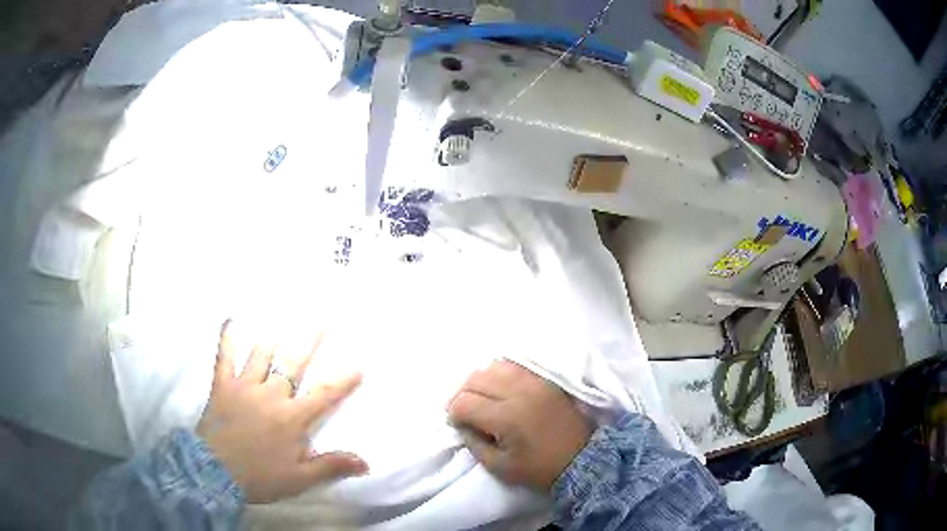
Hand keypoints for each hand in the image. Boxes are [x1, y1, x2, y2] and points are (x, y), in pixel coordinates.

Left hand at [197, 320, 367, 503]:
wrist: (214, 473)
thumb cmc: (260, 477)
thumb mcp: (299, 479)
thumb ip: (330, 466)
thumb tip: (365, 463)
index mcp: (292, 418)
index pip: (323, 395)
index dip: (342, 381)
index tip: (358, 366)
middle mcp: (270, 395)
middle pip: (292, 363)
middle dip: (308, 340)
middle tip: (320, 318)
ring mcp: (244, 387)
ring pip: (261, 354)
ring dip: (273, 334)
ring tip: (282, 313)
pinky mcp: (222, 386)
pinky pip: (224, 357)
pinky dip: (228, 338)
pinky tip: (230, 320)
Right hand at [447, 360, 592, 490]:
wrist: (581, 458)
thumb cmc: (539, 468)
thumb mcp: (499, 466)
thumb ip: (473, 443)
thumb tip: (461, 423)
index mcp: (506, 417)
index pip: (464, 402)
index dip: (453, 413)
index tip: (457, 424)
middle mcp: (518, 392)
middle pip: (475, 378)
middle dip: (461, 394)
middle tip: (463, 410)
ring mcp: (534, 381)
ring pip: (494, 366)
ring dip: (480, 380)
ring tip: (480, 397)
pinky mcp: (546, 379)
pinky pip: (514, 365)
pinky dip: (500, 373)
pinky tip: (499, 388)